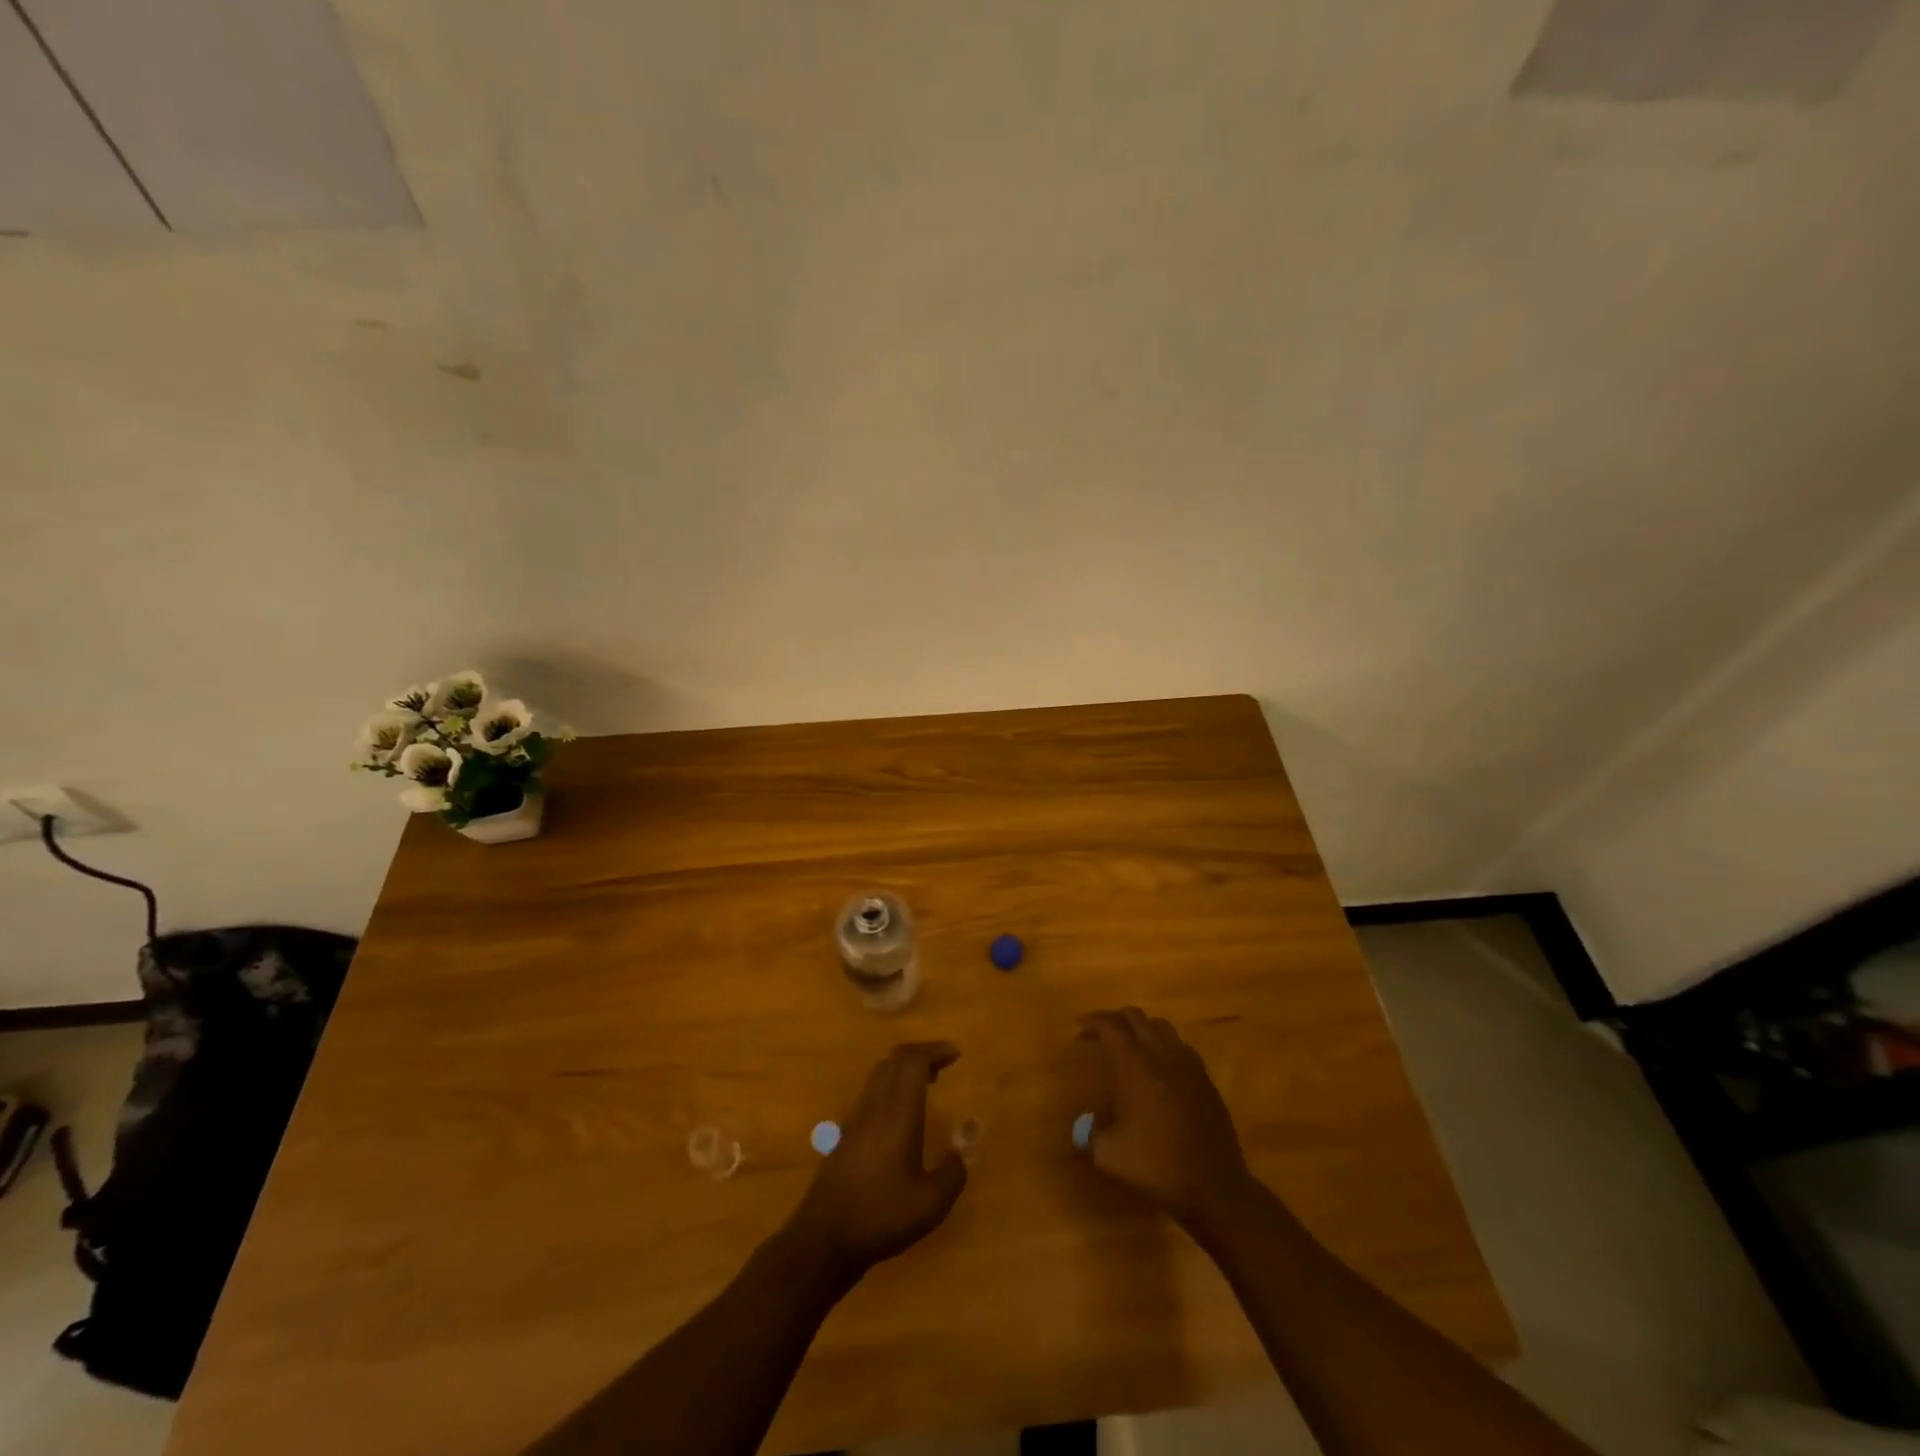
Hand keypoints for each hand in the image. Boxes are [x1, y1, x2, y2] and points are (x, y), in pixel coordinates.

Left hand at [785, 1042, 968, 1279]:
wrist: (824, 1239)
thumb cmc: (881, 1217)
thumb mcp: (930, 1204)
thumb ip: (952, 1173)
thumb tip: (961, 1151)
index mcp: (897, 1113)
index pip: (912, 1061)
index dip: (935, 1050)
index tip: (956, 1053)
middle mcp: (875, 1107)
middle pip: (894, 1060)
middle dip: (921, 1055)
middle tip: (943, 1066)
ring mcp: (856, 1119)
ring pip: (880, 1075)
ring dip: (904, 1070)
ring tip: (927, 1084)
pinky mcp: (846, 1135)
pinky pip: (872, 1093)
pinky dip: (892, 1087)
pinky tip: (902, 1115)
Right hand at [1079, 1008, 1255, 1232]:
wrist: (1214, 1188)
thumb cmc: (1157, 1166)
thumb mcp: (1109, 1155)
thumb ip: (1089, 1134)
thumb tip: (1081, 1126)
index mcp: (1136, 1064)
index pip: (1110, 1026)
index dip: (1092, 1022)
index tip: (1079, 1030)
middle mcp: (1162, 1055)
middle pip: (1136, 1017)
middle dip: (1115, 1020)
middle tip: (1101, 1036)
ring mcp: (1189, 1065)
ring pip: (1162, 1027)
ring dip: (1142, 1030)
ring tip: (1130, 1049)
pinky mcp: (1206, 1080)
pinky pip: (1181, 1048)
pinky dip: (1164, 1047)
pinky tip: (1160, 1070)